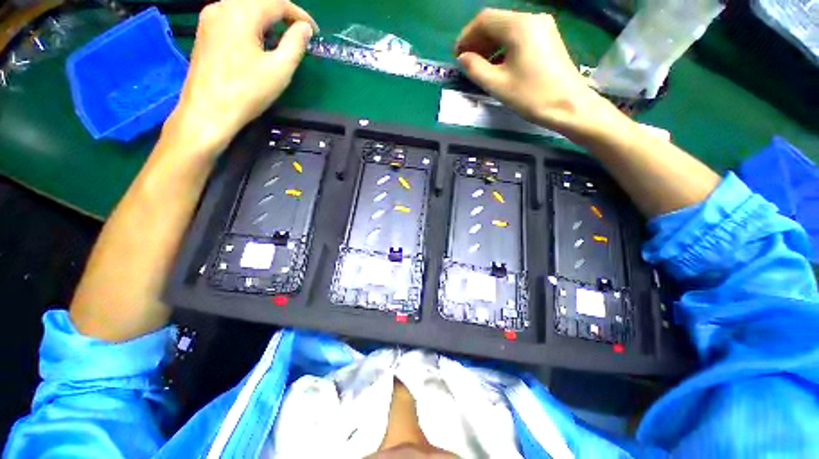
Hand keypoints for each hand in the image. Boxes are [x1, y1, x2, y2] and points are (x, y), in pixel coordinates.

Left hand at [165, 0, 317, 155]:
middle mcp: (223, 6)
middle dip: (283, 14)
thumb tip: (305, 28)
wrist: (207, 111)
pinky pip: (232, 16)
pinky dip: (251, 24)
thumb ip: (295, 44)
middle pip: (259, 1)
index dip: (300, 15)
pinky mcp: (204, 31)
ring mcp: (210, 17)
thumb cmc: (247, 92)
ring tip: (281, 38)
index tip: (314, 32)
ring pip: (245, 7)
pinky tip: (258, 41)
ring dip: (267, 19)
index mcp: (242, 12)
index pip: (277, 2)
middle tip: (299, 33)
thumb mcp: (280, 69)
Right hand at [455, 9, 623, 140]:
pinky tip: (497, 63)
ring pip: (507, 28)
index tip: (457, 56)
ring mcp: (542, 26)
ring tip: (479, 65)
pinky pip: (519, 35)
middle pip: (496, 21)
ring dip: (490, 44)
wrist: (569, 105)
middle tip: (466, 62)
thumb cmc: (531, 96)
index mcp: (519, 26)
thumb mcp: (497, 85)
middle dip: (477, 40)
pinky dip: (503, 46)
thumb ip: (475, 69)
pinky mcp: (547, 37)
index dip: (466, 36)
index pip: (484, 19)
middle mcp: (531, 18)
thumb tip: (462, 58)